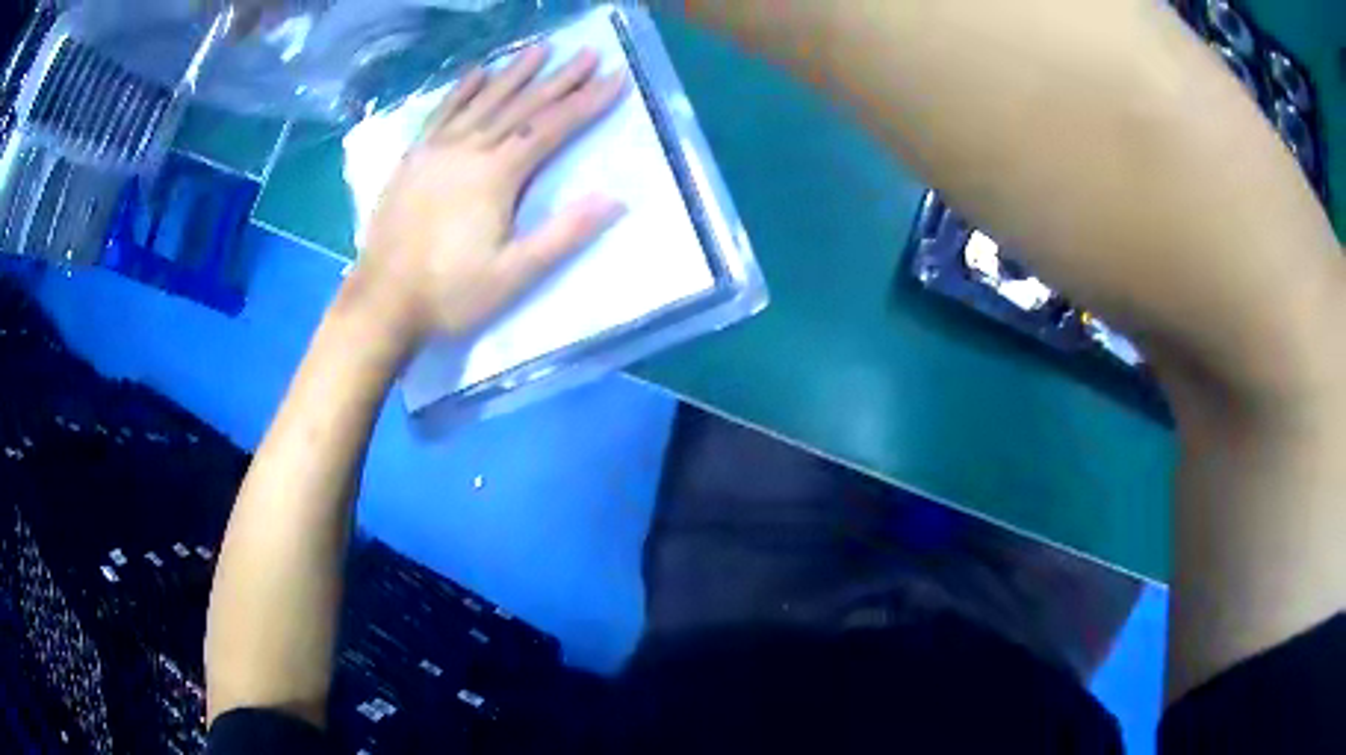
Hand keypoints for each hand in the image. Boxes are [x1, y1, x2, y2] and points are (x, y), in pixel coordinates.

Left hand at [343, 45, 628, 345]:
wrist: (382, 301)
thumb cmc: (450, 293)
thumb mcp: (514, 274)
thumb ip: (563, 234)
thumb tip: (614, 199)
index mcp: (496, 174)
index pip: (552, 127)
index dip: (588, 101)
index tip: (616, 77)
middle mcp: (468, 149)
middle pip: (521, 105)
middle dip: (559, 78)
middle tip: (588, 52)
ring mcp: (436, 150)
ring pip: (482, 101)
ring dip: (514, 73)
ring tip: (540, 49)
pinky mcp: (413, 159)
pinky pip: (441, 113)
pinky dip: (461, 90)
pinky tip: (477, 72)